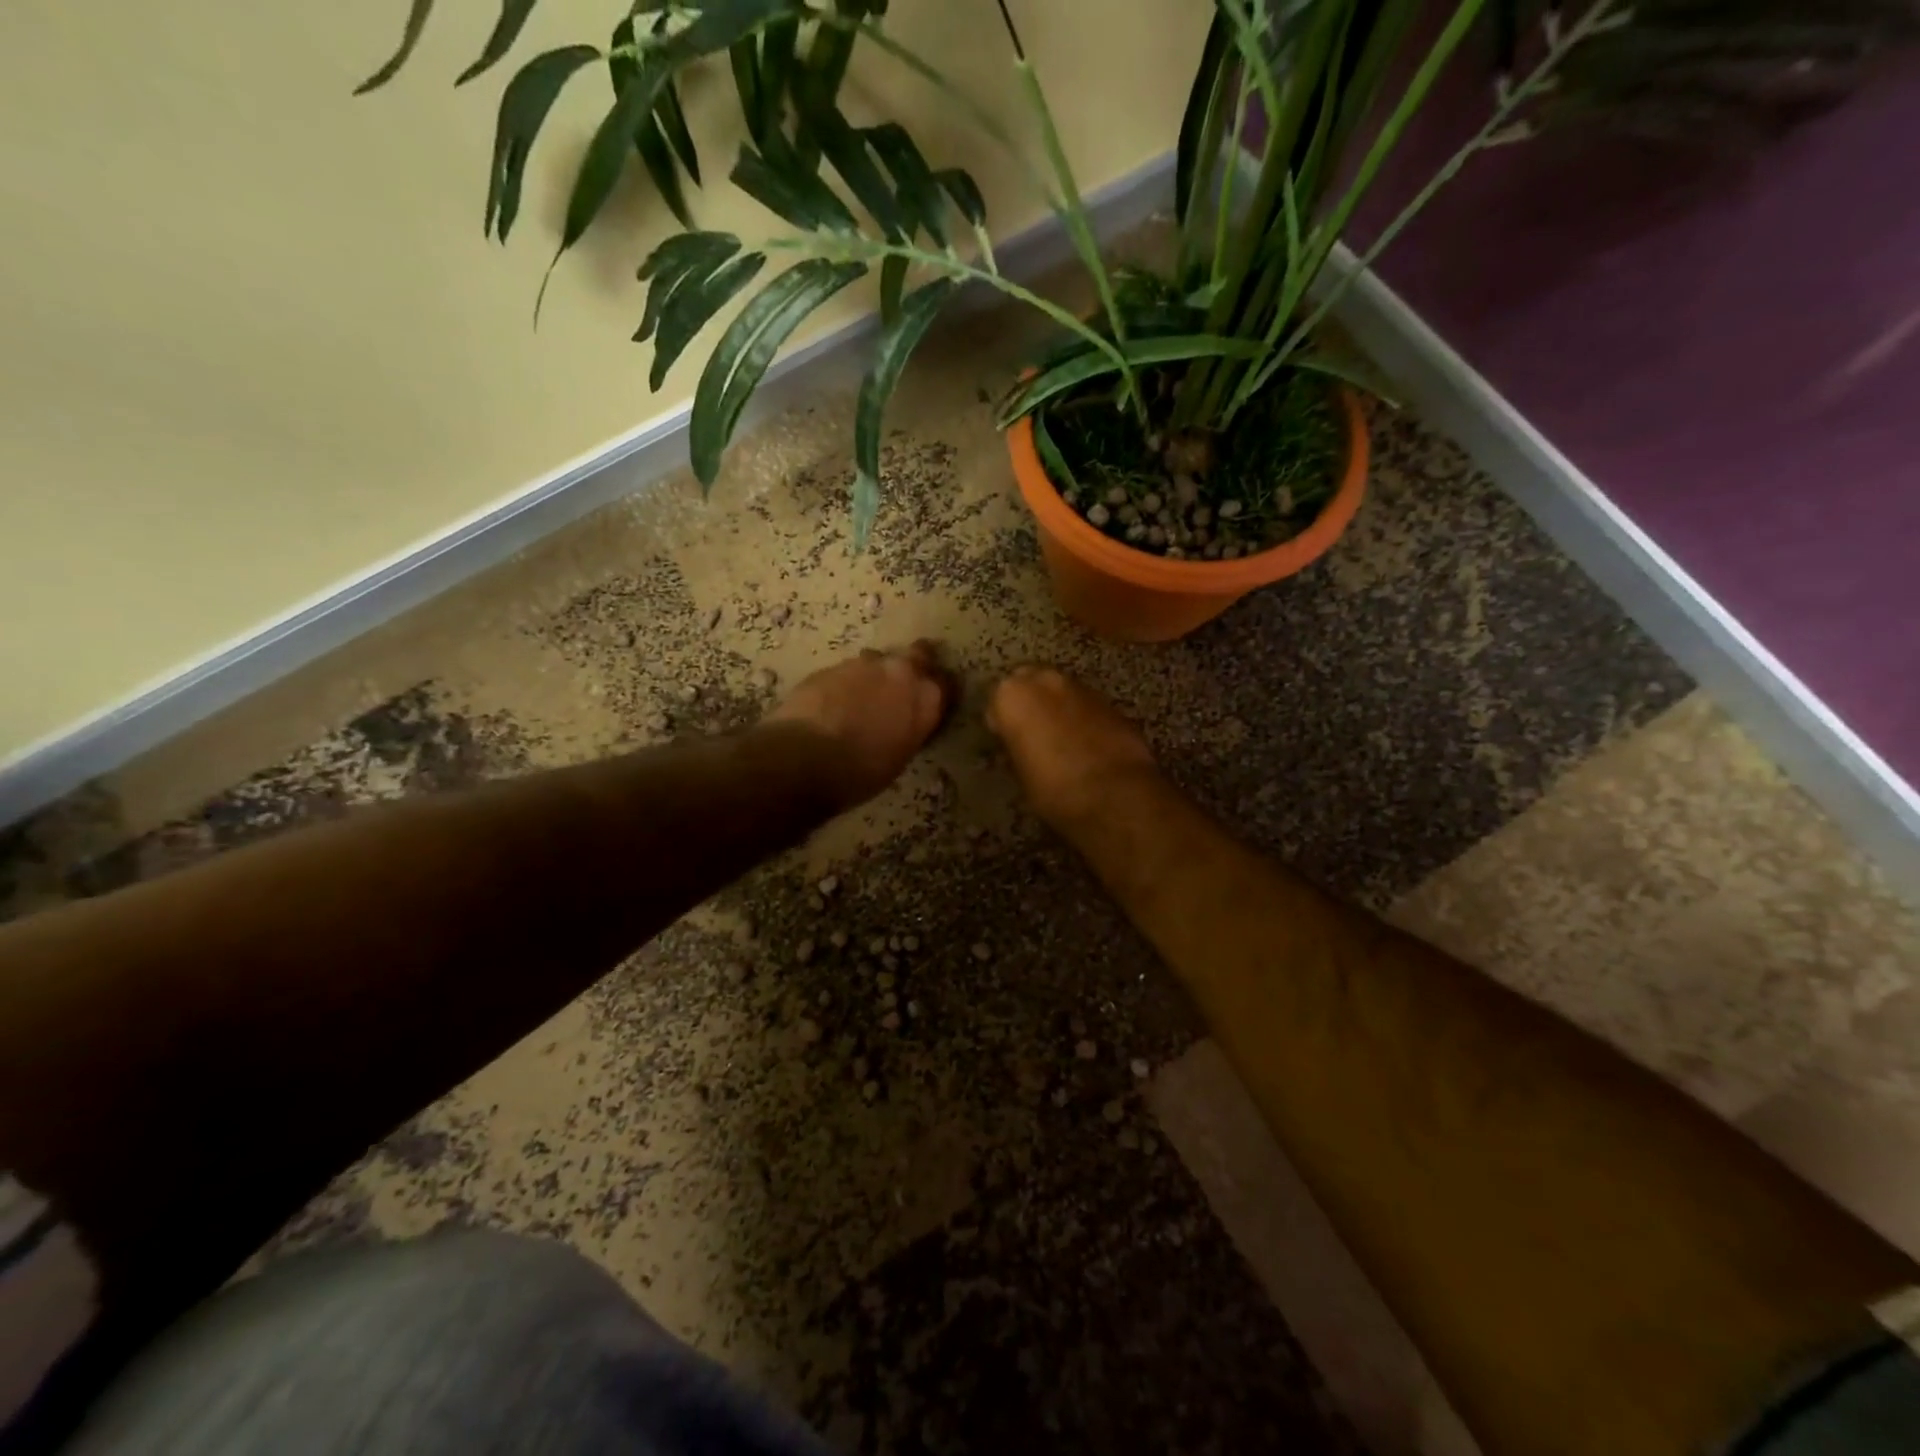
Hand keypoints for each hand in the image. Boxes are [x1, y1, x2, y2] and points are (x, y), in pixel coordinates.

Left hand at [765, 641, 955, 808]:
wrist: (806, 758)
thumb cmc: (861, 772)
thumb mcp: (900, 755)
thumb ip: (908, 728)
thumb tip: (903, 722)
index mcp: (926, 699)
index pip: (947, 684)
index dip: (940, 690)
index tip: (934, 699)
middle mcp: (901, 672)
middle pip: (919, 654)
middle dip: (916, 662)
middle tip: (906, 680)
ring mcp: (865, 664)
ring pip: (879, 660)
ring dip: (875, 673)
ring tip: (862, 696)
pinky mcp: (831, 665)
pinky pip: (847, 670)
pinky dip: (846, 683)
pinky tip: (834, 702)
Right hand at [986, 666, 1160, 832]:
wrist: (1113, 793)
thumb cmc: (1053, 788)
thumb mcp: (1020, 773)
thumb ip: (1017, 748)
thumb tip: (1021, 746)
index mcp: (1012, 695)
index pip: (996, 702)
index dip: (1001, 724)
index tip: (1006, 742)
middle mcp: (1045, 681)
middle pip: (1029, 684)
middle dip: (1029, 704)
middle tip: (1031, 734)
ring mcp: (1081, 687)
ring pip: (1061, 692)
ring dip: (1057, 708)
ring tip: (1061, 740)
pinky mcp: (1110, 702)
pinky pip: (1086, 705)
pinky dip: (1083, 718)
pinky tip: (1087, 744)